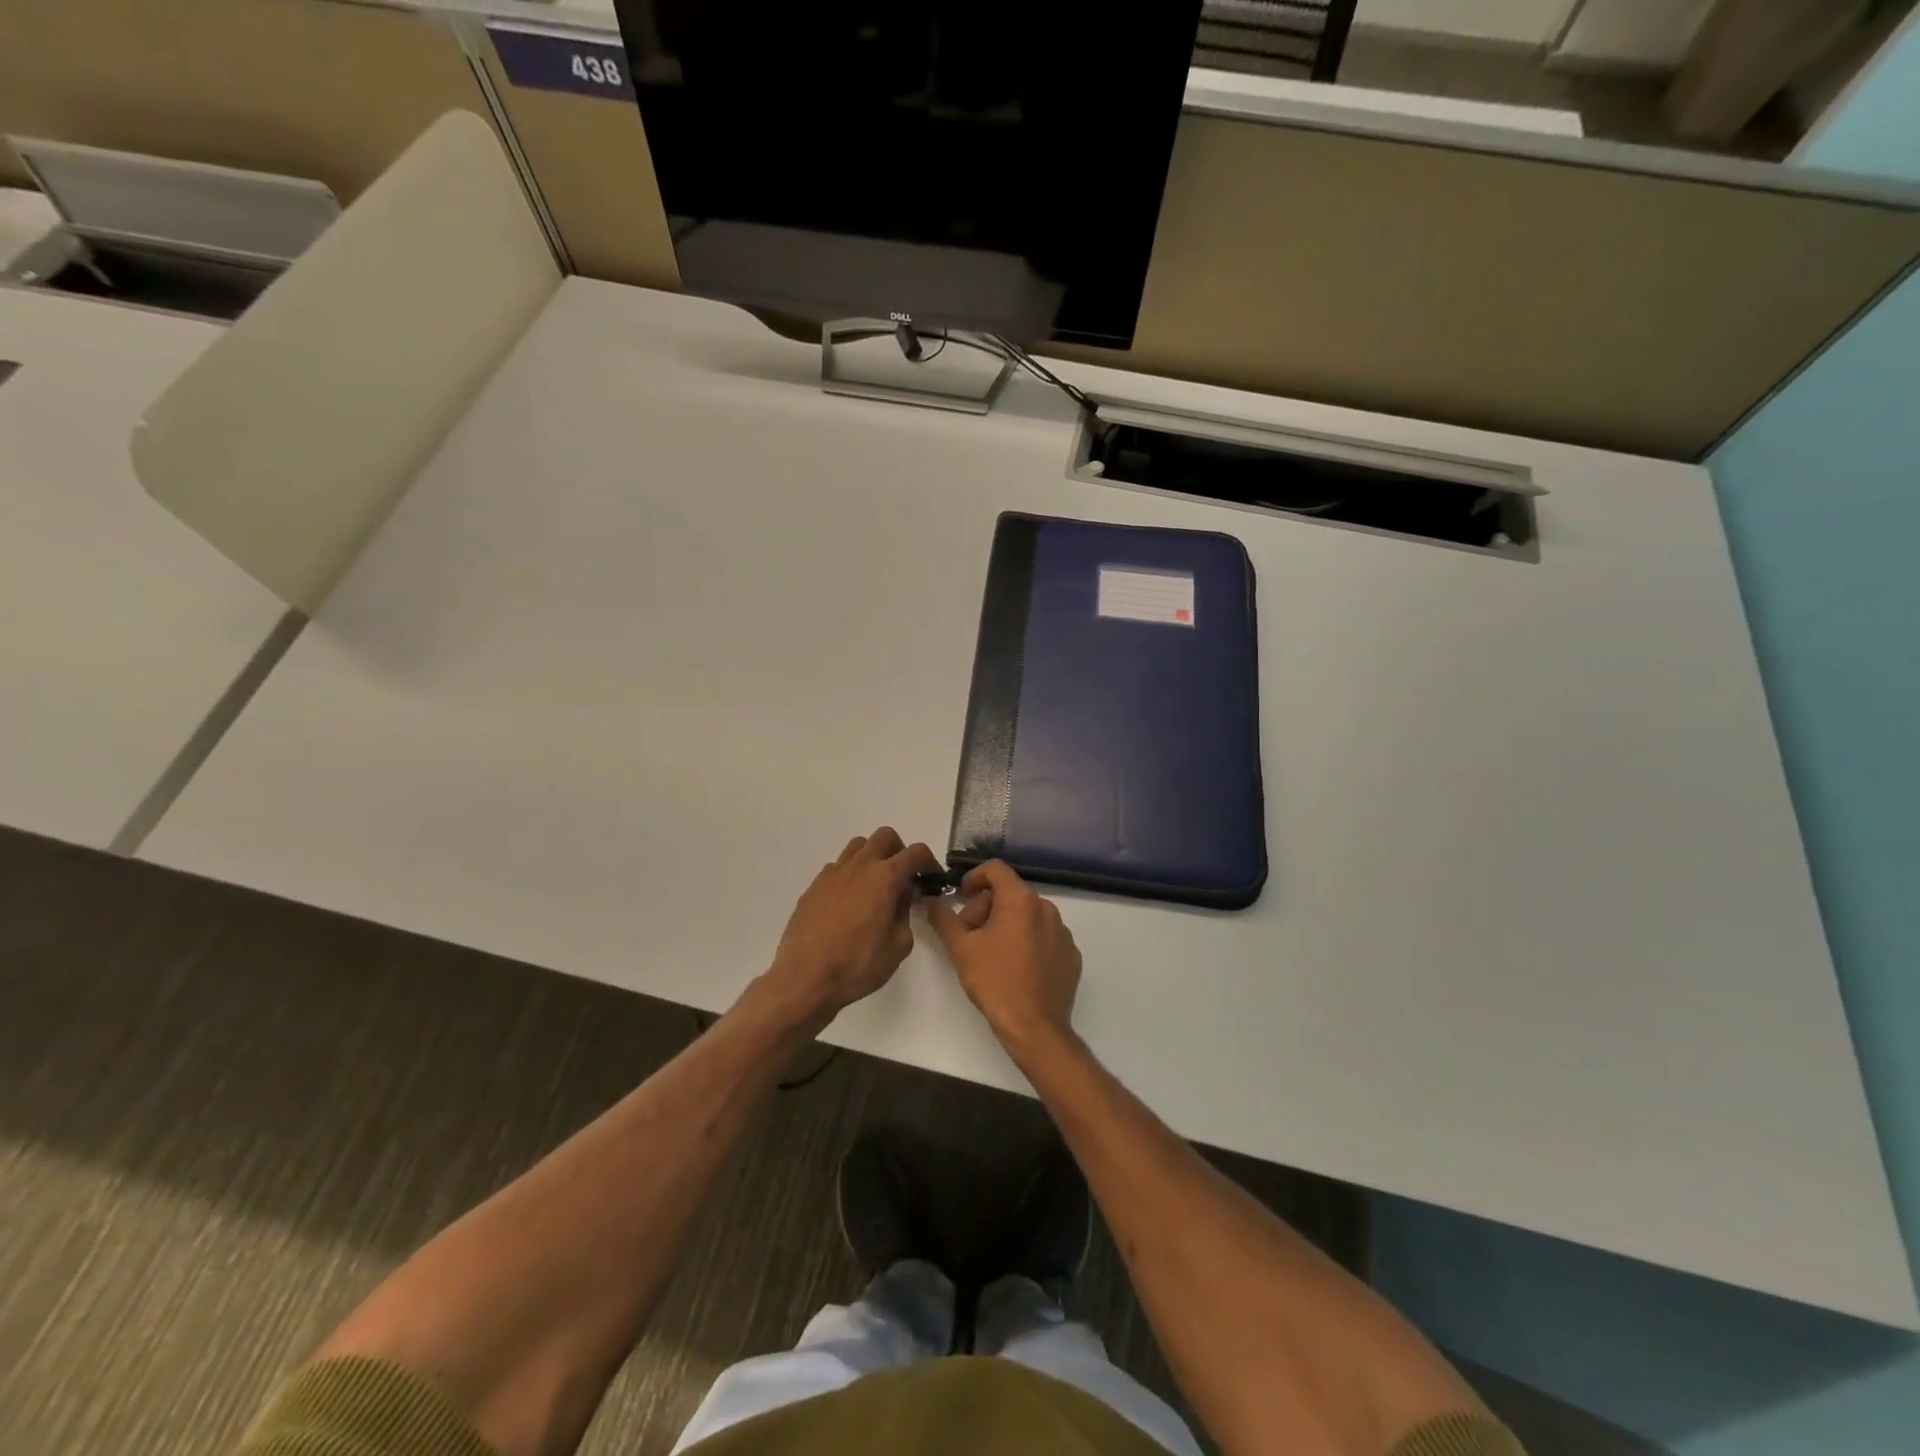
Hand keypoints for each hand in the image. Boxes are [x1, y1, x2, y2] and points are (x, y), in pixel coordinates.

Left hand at [765, 827, 939, 1022]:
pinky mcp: (815, 885)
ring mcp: (833, 873)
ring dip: (873, 857)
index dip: (929, 863)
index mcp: (885, 877)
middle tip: (904, 877)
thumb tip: (902, 895)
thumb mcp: (899, 945)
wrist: (805, 977)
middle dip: (900, 851)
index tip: (931, 879)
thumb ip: (906, 912)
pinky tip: (850, 901)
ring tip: (876, 885)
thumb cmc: (858, 964)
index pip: (916, 853)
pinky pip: (839, 866)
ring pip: (859, 846)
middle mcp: (860, 866)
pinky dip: (851, 873)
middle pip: (886, 836)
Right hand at [924, 861, 1081, 1053]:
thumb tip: (932, 901)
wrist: (1035, 1027)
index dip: (973, 877)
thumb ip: (944, 918)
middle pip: (1010, 893)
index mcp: (1021, 900)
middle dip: (985, 907)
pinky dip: (1027, 941)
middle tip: (968, 933)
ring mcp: (1063, 932)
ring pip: (1028, 915)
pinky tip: (1014, 967)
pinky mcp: (1071, 954)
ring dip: (1006, 924)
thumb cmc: (995, 982)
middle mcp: (1046, 908)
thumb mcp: (961, 948)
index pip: (996, 869)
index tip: (960, 896)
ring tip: (990, 953)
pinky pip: (1044, 936)